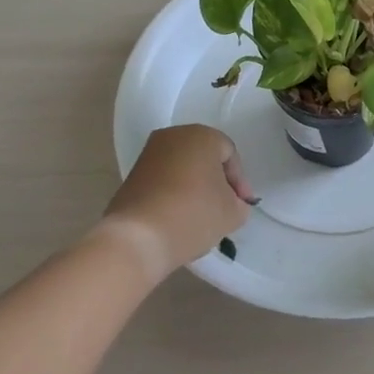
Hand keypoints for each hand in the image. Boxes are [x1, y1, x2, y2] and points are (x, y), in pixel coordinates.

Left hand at [102, 124, 257, 278]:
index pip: (229, 154)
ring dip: (194, 187)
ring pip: (182, 168)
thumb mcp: (232, 213)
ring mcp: (148, 154)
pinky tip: (179, 217)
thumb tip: (231, 202)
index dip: (239, 181)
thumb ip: (239, 203)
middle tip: (225, 207)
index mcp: (201, 136)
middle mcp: (173, 136)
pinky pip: (163, 180)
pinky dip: (174, 193)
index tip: (241, 205)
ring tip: (201, 215)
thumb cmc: (193, 214)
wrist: (137, 237)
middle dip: (216, 181)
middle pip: (204, 157)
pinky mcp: (131, 175)